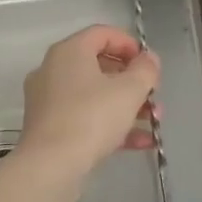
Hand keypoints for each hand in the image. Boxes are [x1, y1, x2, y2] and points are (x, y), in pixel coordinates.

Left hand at [15, 25, 160, 185]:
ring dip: (126, 105)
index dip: (130, 45)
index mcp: (69, 52)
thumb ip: (145, 70)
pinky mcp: (49, 128)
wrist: (50, 167)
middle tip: (153, 96)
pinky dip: (110, 125)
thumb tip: (149, 59)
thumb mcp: (130, 90)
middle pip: (99, 65)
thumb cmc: (91, 117)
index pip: (102, 34)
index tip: (150, 64)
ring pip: (94, 95)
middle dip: (132, 81)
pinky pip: (85, 118)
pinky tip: (139, 142)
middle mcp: (53, 70)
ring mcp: (48, 100)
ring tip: (152, 121)